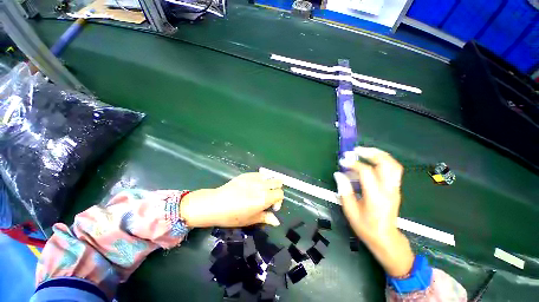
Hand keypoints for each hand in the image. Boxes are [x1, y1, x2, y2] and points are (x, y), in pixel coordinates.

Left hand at [180, 173, 283, 227]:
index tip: (271, 207)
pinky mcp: (247, 174)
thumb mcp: (251, 219)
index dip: (278, 201)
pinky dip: (261, 178)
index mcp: (264, 198)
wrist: (215, 204)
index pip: (280, 194)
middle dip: (276, 189)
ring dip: (270, 183)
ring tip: (262, 190)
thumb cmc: (233, 216)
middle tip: (268, 197)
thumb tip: (277, 221)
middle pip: (278, 182)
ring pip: (270, 176)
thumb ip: (265, 217)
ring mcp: (254, 178)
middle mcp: (262, 186)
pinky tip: (253, 185)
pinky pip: (260, 174)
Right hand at [334, 147, 413, 276]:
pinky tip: (370, 162)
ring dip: (379, 155)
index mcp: (376, 197)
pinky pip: (392, 170)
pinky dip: (382, 161)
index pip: (367, 173)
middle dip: (372, 153)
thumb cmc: (366, 227)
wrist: (386, 238)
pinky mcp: (395, 189)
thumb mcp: (350, 211)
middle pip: (387, 164)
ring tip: (364, 151)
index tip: (342, 161)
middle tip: (356, 150)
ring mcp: (395, 189)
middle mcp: (389, 190)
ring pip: (393, 165)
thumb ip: (344, 191)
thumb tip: (338, 174)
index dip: (354, 164)